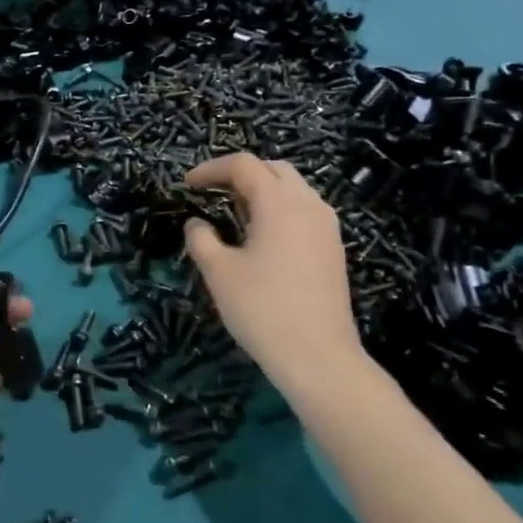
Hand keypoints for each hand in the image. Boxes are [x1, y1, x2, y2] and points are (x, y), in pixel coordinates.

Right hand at [184, 153, 363, 388]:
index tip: (188, 184)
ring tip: (235, 212)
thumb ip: (201, 240)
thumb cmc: (263, 310)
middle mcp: (309, 205)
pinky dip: (280, 209)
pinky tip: (262, 236)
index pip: (244, 165)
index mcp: (280, 203)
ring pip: (293, 189)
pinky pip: (304, 211)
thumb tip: (197, 224)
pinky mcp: (333, 249)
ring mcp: (327, 227)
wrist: (318, 357)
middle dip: (241, 174)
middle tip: (213, 192)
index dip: (212, 168)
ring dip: (263, 191)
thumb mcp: (219, 273)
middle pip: (274, 169)